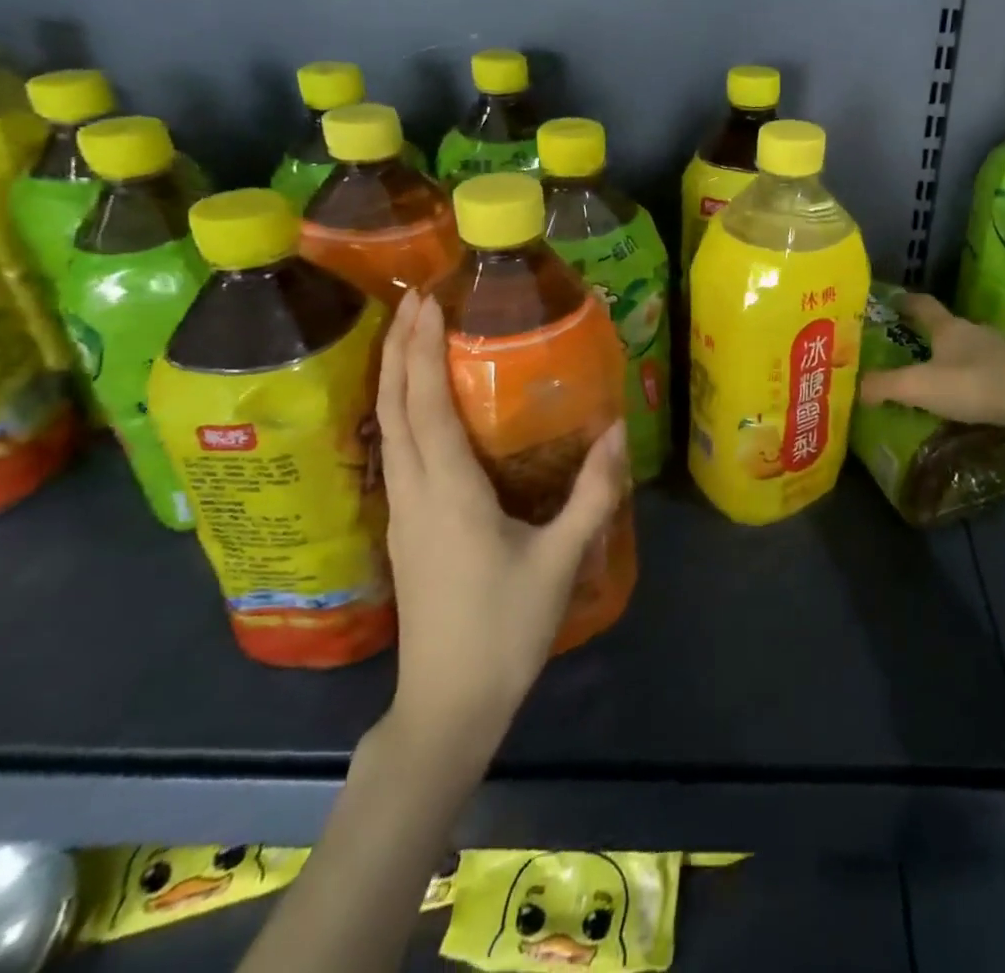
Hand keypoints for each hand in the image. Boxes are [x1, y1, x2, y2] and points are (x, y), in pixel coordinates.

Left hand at [375, 290, 626, 749]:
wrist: (448, 704)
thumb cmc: (504, 629)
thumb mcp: (560, 559)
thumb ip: (592, 493)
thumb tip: (618, 430)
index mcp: (448, 493)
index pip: (424, 405)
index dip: (420, 350)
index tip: (428, 302)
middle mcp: (414, 492)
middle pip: (393, 407)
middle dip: (399, 348)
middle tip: (416, 300)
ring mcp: (401, 512)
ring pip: (386, 429)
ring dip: (393, 377)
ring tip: (410, 337)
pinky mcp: (404, 528)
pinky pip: (394, 452)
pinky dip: (399, 412)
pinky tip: (418, 406)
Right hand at [856, 293, 1004, 431]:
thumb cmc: (973, 384)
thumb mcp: (919, 386)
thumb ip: (885, 386)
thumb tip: (856, 387)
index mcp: (949, 329)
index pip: (923, 306)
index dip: (907, 302)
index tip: (894, 300)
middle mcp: (976, 331)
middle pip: (950, 327)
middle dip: (932, 334)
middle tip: (914, 345)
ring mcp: (1003, 350)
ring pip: (973, 348)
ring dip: (958, 357)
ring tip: (943, 374)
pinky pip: (993, 369)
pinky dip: (980, 376)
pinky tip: (976, 394)